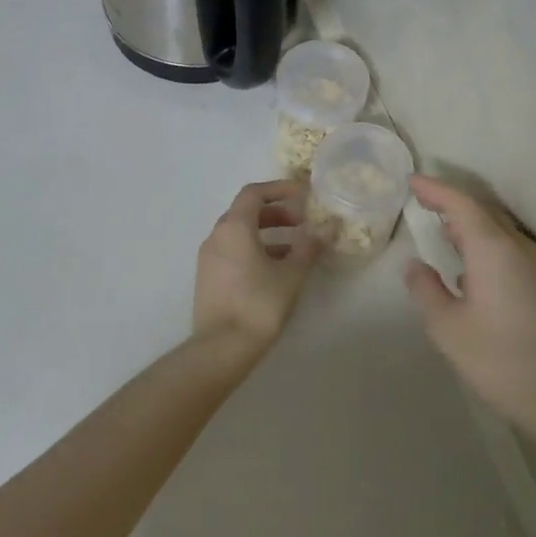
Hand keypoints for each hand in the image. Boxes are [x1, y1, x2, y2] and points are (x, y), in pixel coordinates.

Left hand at [193, 180, 322, 354]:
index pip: (254, 193)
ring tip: (294, 247)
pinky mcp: (208, 278)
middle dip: (275, 212)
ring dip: (266, 232)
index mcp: (234, 227)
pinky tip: (275, 269)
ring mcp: (208, 258)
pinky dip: (254, 249)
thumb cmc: (259, 304)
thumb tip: (327, 228)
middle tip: (302, 222)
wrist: (221, 348)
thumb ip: (310, 247)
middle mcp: (216, 236)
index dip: (280, 188)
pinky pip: (232, 251)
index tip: (303, 195)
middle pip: (246, 211)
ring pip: (239, 233)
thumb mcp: (292, 274)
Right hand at [403, 176, 535, 447]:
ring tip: (440, 225)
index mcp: (492, 248)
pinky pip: (506, 247)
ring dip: (468, 222)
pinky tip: (467, 265)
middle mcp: (517, 247)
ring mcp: (535, 266)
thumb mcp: (447, 328)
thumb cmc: (501, 359)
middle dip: (451, 201)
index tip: (411, 181)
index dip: (434, 189)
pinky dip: (481, 242)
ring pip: (496, 229)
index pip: (460, 203)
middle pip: (482, 210)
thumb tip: (415, 266)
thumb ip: (426, 290)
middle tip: (421, 198)